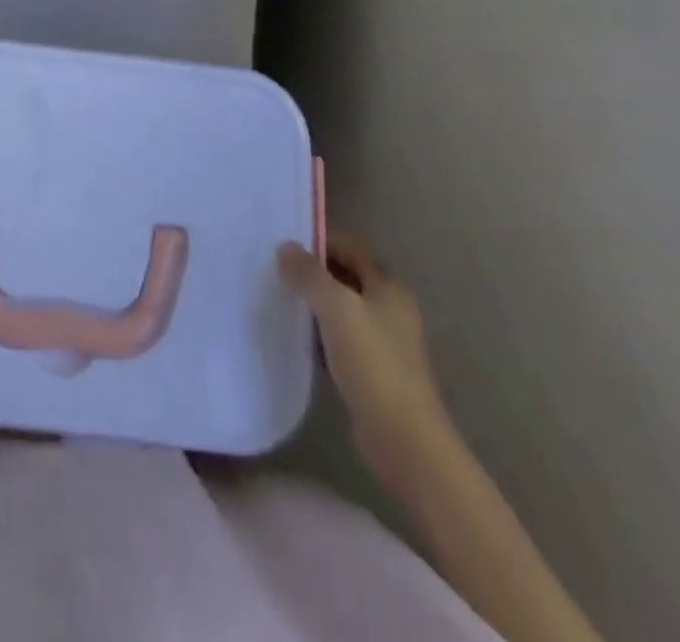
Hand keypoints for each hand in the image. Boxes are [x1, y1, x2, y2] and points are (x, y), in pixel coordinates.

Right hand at [279, 231, 451, 482]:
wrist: (405, 440)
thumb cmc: (373, 364)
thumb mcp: (336, 308)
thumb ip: (309, 275)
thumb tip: (286, 247)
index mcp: (388, 287)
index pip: (350, 246)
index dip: (319, 240)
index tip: (283, 244)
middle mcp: (389, 309)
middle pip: (346, 275)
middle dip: (312, 271)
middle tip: (274, 269)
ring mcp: (383, 341)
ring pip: (341, 308)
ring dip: (313, 303)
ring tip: (278, 299)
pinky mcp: (372, 370)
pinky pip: (340, 338)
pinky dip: (319, 333)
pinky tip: (295, 338)